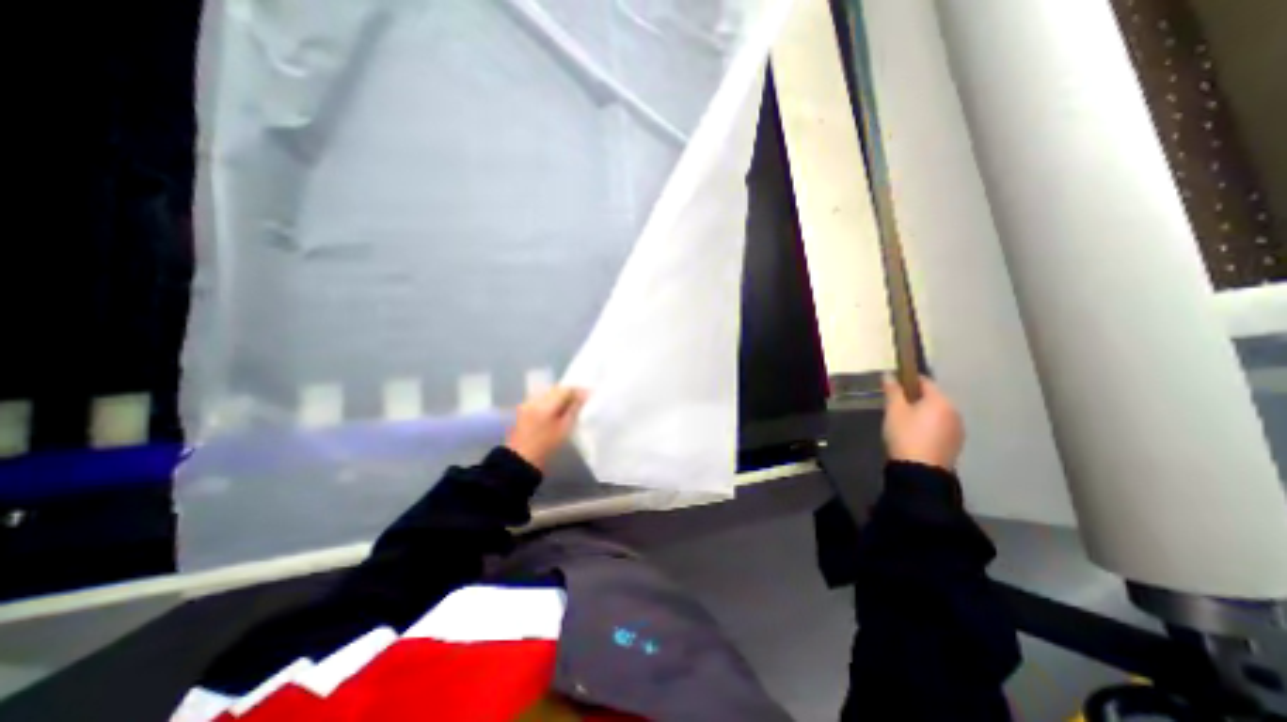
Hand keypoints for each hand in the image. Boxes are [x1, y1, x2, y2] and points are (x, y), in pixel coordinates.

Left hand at [503, 387, 586, 470]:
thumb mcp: (564, 429)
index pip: (565, 390)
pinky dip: (551, 400)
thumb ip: (574, 410)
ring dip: (560, 396)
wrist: (521, 460)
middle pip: (556, 389)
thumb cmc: (546, 447)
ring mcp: (527, 403)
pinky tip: (557, 408)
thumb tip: (583, 396)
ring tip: (571, 403)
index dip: (579, 391)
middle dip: (569, 392)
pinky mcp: (524, 408)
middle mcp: (535, 399)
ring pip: (548, 393)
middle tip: (582, 399)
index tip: (590, 395)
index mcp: (545, 405)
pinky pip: (541, 398)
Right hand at [885, 375, 963, 469]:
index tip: (894, 385)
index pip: (924, 381)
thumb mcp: (894, 410)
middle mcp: (954, 411)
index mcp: (940, 400)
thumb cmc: (905, 435)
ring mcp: (957, 429)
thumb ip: (892, 391)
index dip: (908, 380)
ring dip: (923, 413)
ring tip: (904, 421)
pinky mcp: (955, 443)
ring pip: (938, 413)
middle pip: (933, 397)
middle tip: (896, 405)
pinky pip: (941, 427)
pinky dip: (929, 425)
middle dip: (916, 398)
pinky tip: (916, 434)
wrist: (920, 471)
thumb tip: (889, 374)